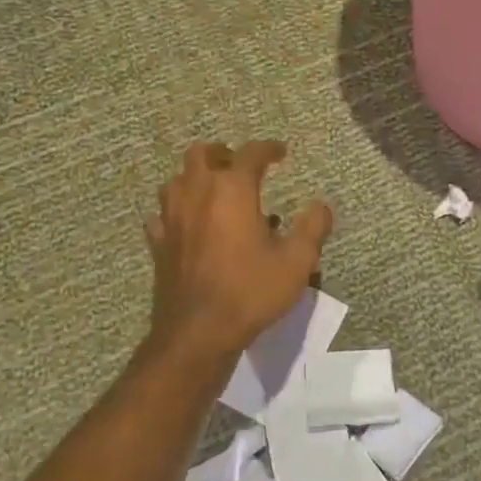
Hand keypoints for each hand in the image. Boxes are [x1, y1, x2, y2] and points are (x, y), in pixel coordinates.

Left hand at [145, 141, 332, 357]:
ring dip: (195, 178)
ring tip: (214, 192)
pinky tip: (186, 224)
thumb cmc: (251, 290)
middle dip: (222, 153)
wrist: (198, 332)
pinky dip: (176, 211)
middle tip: (239, 165)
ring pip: (176, 180)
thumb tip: (322, 205)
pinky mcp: (158, 244)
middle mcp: (197, 193)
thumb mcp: (297, 261)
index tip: (281, 152)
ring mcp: (172, 218)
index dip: (268, 148)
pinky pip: (162, 215)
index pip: (250, 153)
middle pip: (201, 154)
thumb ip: (313, 228)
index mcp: (232, 190)